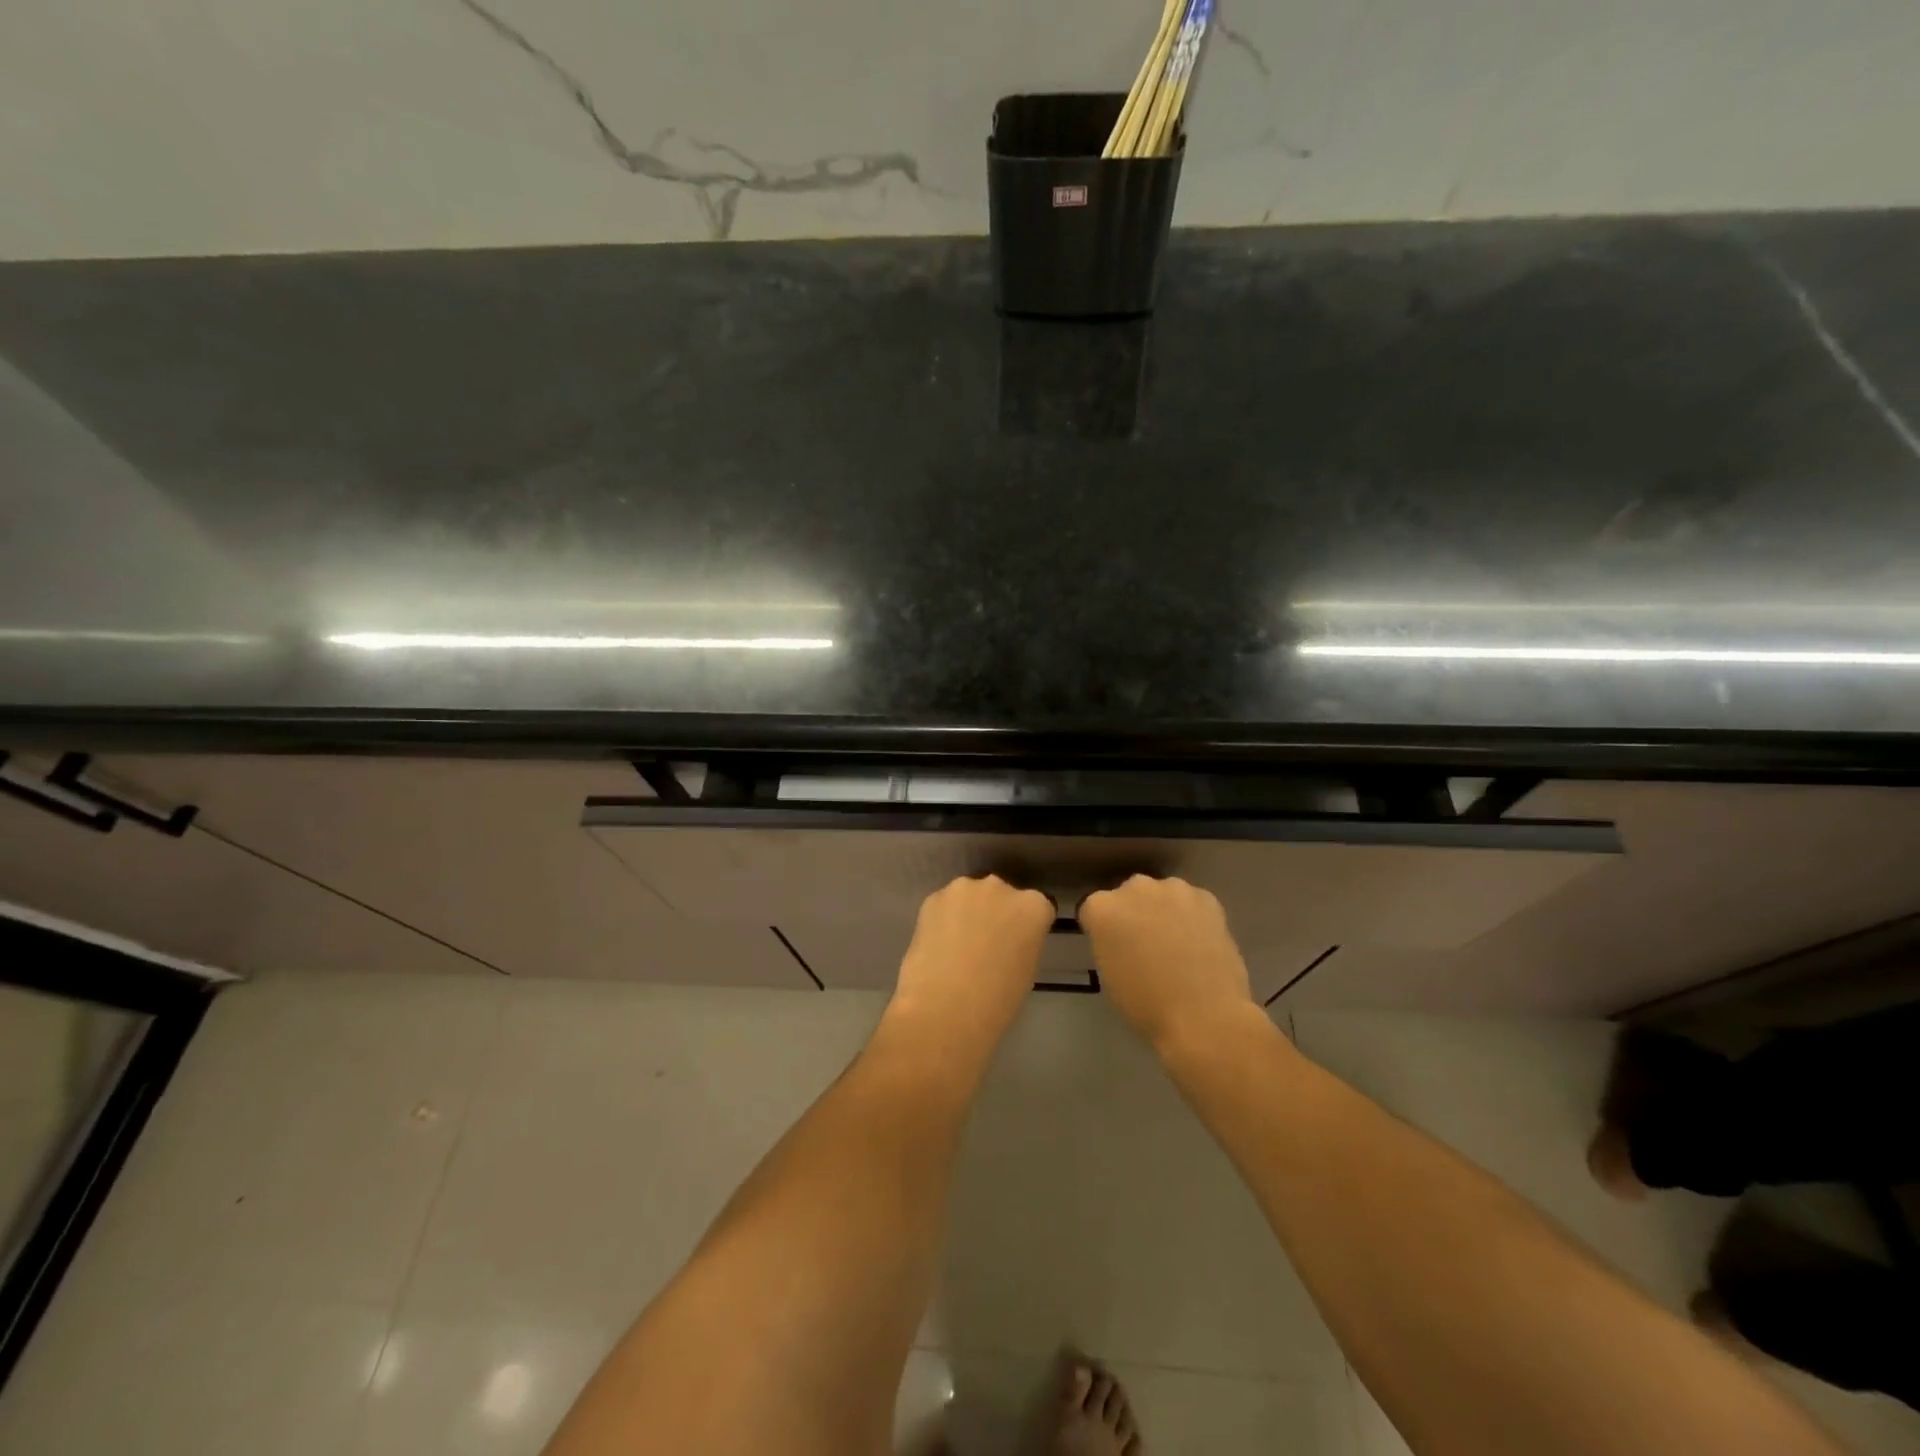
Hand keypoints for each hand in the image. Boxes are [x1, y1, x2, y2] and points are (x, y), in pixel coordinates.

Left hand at [886, 875, 1053, 1052]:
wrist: (944, 1008)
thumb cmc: (996, 1001)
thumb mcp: (1026, 970)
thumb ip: (1022, 942)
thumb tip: (1007, 940)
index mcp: (1033, 907)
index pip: (1037, 908)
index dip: (1026, 928)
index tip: (1017, 945)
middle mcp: (1000, 887)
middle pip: (1002, 895)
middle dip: (996, 913)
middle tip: (986, 944)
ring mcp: (964, 889)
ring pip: (970, 896)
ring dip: (968, 912)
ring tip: (957, 945)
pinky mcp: (933, 897)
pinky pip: (944, 905)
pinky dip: (943, 919)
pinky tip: (937, 946)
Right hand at [1080, 875, 1258, 1052]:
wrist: (1204, 1016)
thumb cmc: (1146, 1005)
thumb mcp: (1108, 975)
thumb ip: (1110, 944)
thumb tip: (1123, 940)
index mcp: (1101, 908)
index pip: (1094, 910)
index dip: (1104, 930)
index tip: (1114, 948)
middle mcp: (1134, 888)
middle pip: (1128, 895)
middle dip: (1134, 913)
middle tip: (1145, 944)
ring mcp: (1172, 889)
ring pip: (1162, 895)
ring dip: (1164, 911)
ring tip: (1178, 943)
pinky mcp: (1206, 897)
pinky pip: (1192, 902)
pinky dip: (1194, 917)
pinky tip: (1201, 943)